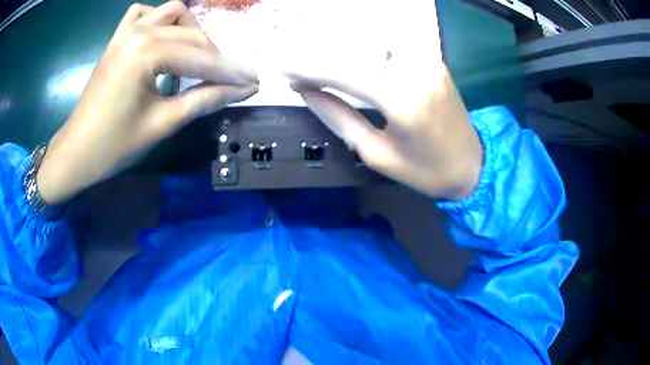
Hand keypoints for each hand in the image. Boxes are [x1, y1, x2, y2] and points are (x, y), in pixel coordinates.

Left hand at [37, 1, 258, 204]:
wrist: (77, 152)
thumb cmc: (114, 145)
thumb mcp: (163, 123)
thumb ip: (204, 100)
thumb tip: (242, 90)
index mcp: (146, 53)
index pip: (200, 59)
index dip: (230, 72)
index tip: (254, 82)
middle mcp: (138, 31)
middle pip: (191, 34)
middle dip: (214, 56)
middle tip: (227, 79)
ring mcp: (126, 31)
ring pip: (173, 12)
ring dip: (191, 30)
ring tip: (195, 56)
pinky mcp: (117, 37)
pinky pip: (143, 13)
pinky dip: (159, 20)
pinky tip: (163, 38)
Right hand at [287, 3, 482, 199]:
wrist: (472, 165)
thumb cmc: (425, 171)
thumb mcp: (376, 155)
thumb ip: (338, 117)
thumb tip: (306, 90)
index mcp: (403, 101)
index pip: (343, 72)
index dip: (307, 67)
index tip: (280, 66)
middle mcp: (416, 70)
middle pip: (354, 50)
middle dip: (318, 55)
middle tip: (294, 65)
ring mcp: (427, 60)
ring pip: (371, 43)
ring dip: (338, 49)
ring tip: (314, 62)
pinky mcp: (432, 59)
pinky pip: (389, 47)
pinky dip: (363, 49)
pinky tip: (346, 57)